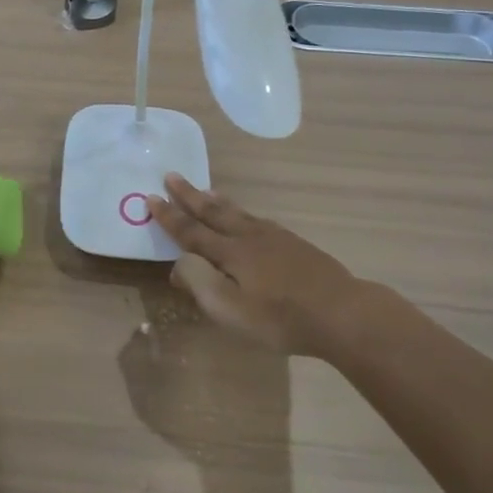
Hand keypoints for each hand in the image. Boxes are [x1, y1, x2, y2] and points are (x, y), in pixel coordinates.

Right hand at [148, 175, 366, 357]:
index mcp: (229, 253)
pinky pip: (257, 219)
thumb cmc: (280, 317)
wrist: (341, 312)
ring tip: (205, 190)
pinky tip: (248, 217)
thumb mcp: (230, 310)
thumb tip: (179, 262)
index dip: (169, 217)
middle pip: (213, 213)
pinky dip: (242, 212)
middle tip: (172, 175)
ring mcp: (275, 239)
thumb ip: (199, 282)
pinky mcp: (295, 245)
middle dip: (189, 196)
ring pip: (238, 213)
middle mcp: (248, 238)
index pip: (190, 231)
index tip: (150, 197)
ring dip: (216, 201)